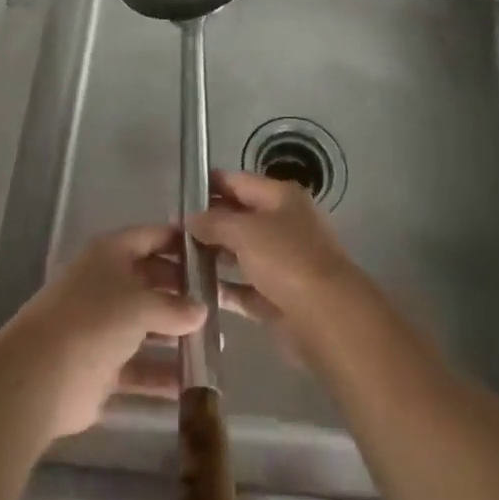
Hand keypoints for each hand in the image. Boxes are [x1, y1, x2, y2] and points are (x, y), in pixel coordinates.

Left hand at [0, 224, 206, 440]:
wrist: (40, 377)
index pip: (151, 237)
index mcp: (110, 254)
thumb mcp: (141, 305)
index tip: (214, 252)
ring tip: (215, 344)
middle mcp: (106, 284)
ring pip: (147, 326)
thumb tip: (201, 311)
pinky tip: (193, 384)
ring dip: (176, 336)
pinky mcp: (101, 366)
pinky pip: (140, 367)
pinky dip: (162, 374)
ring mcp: (102, 326)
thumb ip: (175, 307)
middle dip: (183, 292)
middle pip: (151, 281)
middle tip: (221, 302)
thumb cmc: (94, 321)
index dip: (181, 242)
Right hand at [189, 171, 364, 364]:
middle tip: (171, 232)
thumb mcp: (245, 231)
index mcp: (282, 198)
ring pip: (242, 253)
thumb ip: (214, 222)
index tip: (179, 195)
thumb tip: (191, 218)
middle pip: (240, 217)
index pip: (239, 181)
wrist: (327, 318)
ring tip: (177, 261)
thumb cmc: (286, 260)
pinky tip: (197, 291)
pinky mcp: (279, 296)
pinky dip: (226, 289)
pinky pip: (246, 287)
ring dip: (214, 257)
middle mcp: (285, 224)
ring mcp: (284, 262)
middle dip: (208, 223)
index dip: (209, 185)